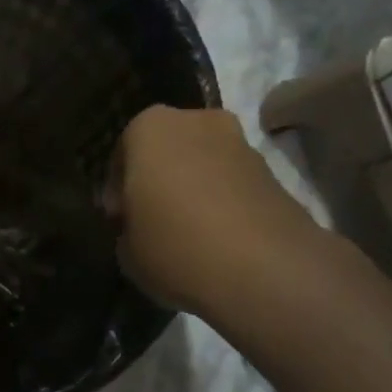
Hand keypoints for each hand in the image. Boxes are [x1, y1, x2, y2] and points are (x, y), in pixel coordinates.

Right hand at [112, 105, 319, 314]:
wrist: (266, 270)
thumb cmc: (175, 246)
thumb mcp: (126, 249)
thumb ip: (127, 227)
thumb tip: (139, 226)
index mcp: (149, 127)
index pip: (122, 154)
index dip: (117, 190)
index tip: (120, 221)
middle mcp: (196, 122)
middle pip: (167, 151)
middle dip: (159, 180)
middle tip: (152, 221)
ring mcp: (241, 144)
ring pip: (203, 165)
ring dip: (193, 190)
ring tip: (188, 234)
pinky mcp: (274, 173)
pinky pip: (233, 185)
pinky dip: (223, 204)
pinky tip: (218, 240)